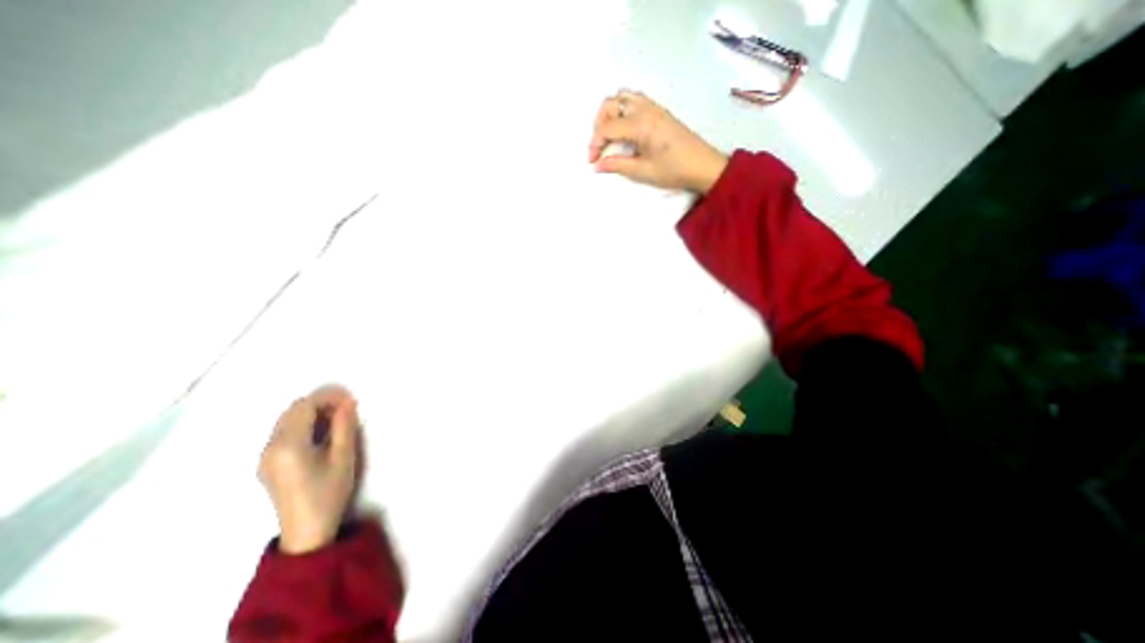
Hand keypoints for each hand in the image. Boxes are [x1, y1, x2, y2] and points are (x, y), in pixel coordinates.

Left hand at [259, 383, 362, 553]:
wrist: (307, 530)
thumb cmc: (329, 492)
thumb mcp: (343, 457)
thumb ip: (344, 426)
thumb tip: (347, 403)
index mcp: (288, 446)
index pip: (304, 407)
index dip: (328, 398)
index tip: (350, 400)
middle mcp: (270, 447)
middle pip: (293, 410)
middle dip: (320, 403)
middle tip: (346, 408)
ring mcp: (265, 456)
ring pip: (287, 419)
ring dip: (312, 412)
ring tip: (337, 419)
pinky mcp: (267, 463)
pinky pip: (284, 431)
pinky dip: (303, 424)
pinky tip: (322, 433)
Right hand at [591, 89, 722, 192]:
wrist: (703, 165)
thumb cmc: (674, 171)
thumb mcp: (643, 172)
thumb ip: (617, 165)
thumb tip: (597, 165)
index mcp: (640, 124)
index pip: (607, 127)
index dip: (595, 144)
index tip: (592, 161)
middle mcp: (645, 109)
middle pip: (610, 104)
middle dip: (599, 124)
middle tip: (600, 146)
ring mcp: (653, 106)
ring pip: (622, 97)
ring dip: (610, 113)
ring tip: (610, 135)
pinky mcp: (659, 110)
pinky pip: (634, 98)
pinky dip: (623, 108)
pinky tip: (625, 128)